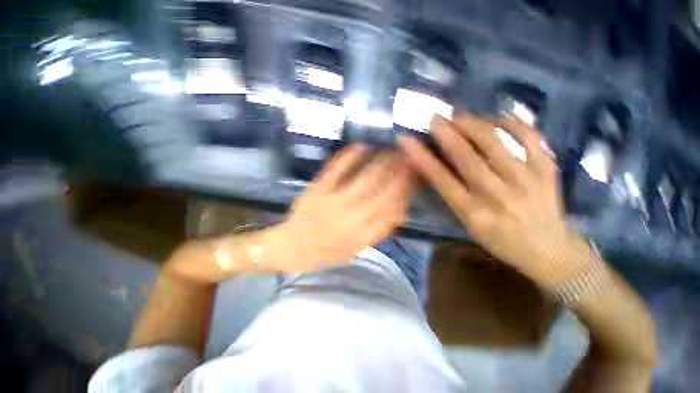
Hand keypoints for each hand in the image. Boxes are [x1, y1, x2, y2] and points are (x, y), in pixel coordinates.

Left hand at [271, 145, 414, 271]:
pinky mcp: (319, 189)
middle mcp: (353, 216)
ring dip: (382, 162)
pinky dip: (350, 155)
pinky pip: (337, 169)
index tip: (414, 177)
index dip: (406, 191)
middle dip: (400, 172)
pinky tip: (362, 146)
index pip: (393, 209)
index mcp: (363, 234)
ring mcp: (334, 200)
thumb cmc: (326, 251)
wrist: (292, 247)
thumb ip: (378, 232)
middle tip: (409, 157)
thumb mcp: (356, 249)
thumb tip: (399, 212)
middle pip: (383, 190)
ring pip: (365, 177)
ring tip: (393, 150)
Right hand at [400, 113, 581, 278]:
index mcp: (474, 213)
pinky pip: (529, 136)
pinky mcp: (547, 169)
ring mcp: (526, 179)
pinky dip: (511, 123)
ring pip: (494, 142)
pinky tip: (496, 119)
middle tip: (434, 118)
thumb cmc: (499, 240)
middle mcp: (498, 195)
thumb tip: (435, 166)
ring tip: (458, 116)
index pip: (441, 179)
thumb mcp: (468, 224)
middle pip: (466, 157)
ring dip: (472, 124)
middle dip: (446, 133)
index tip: (407, 140)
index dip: (422, 157)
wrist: (549, 250)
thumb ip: (452, 196)